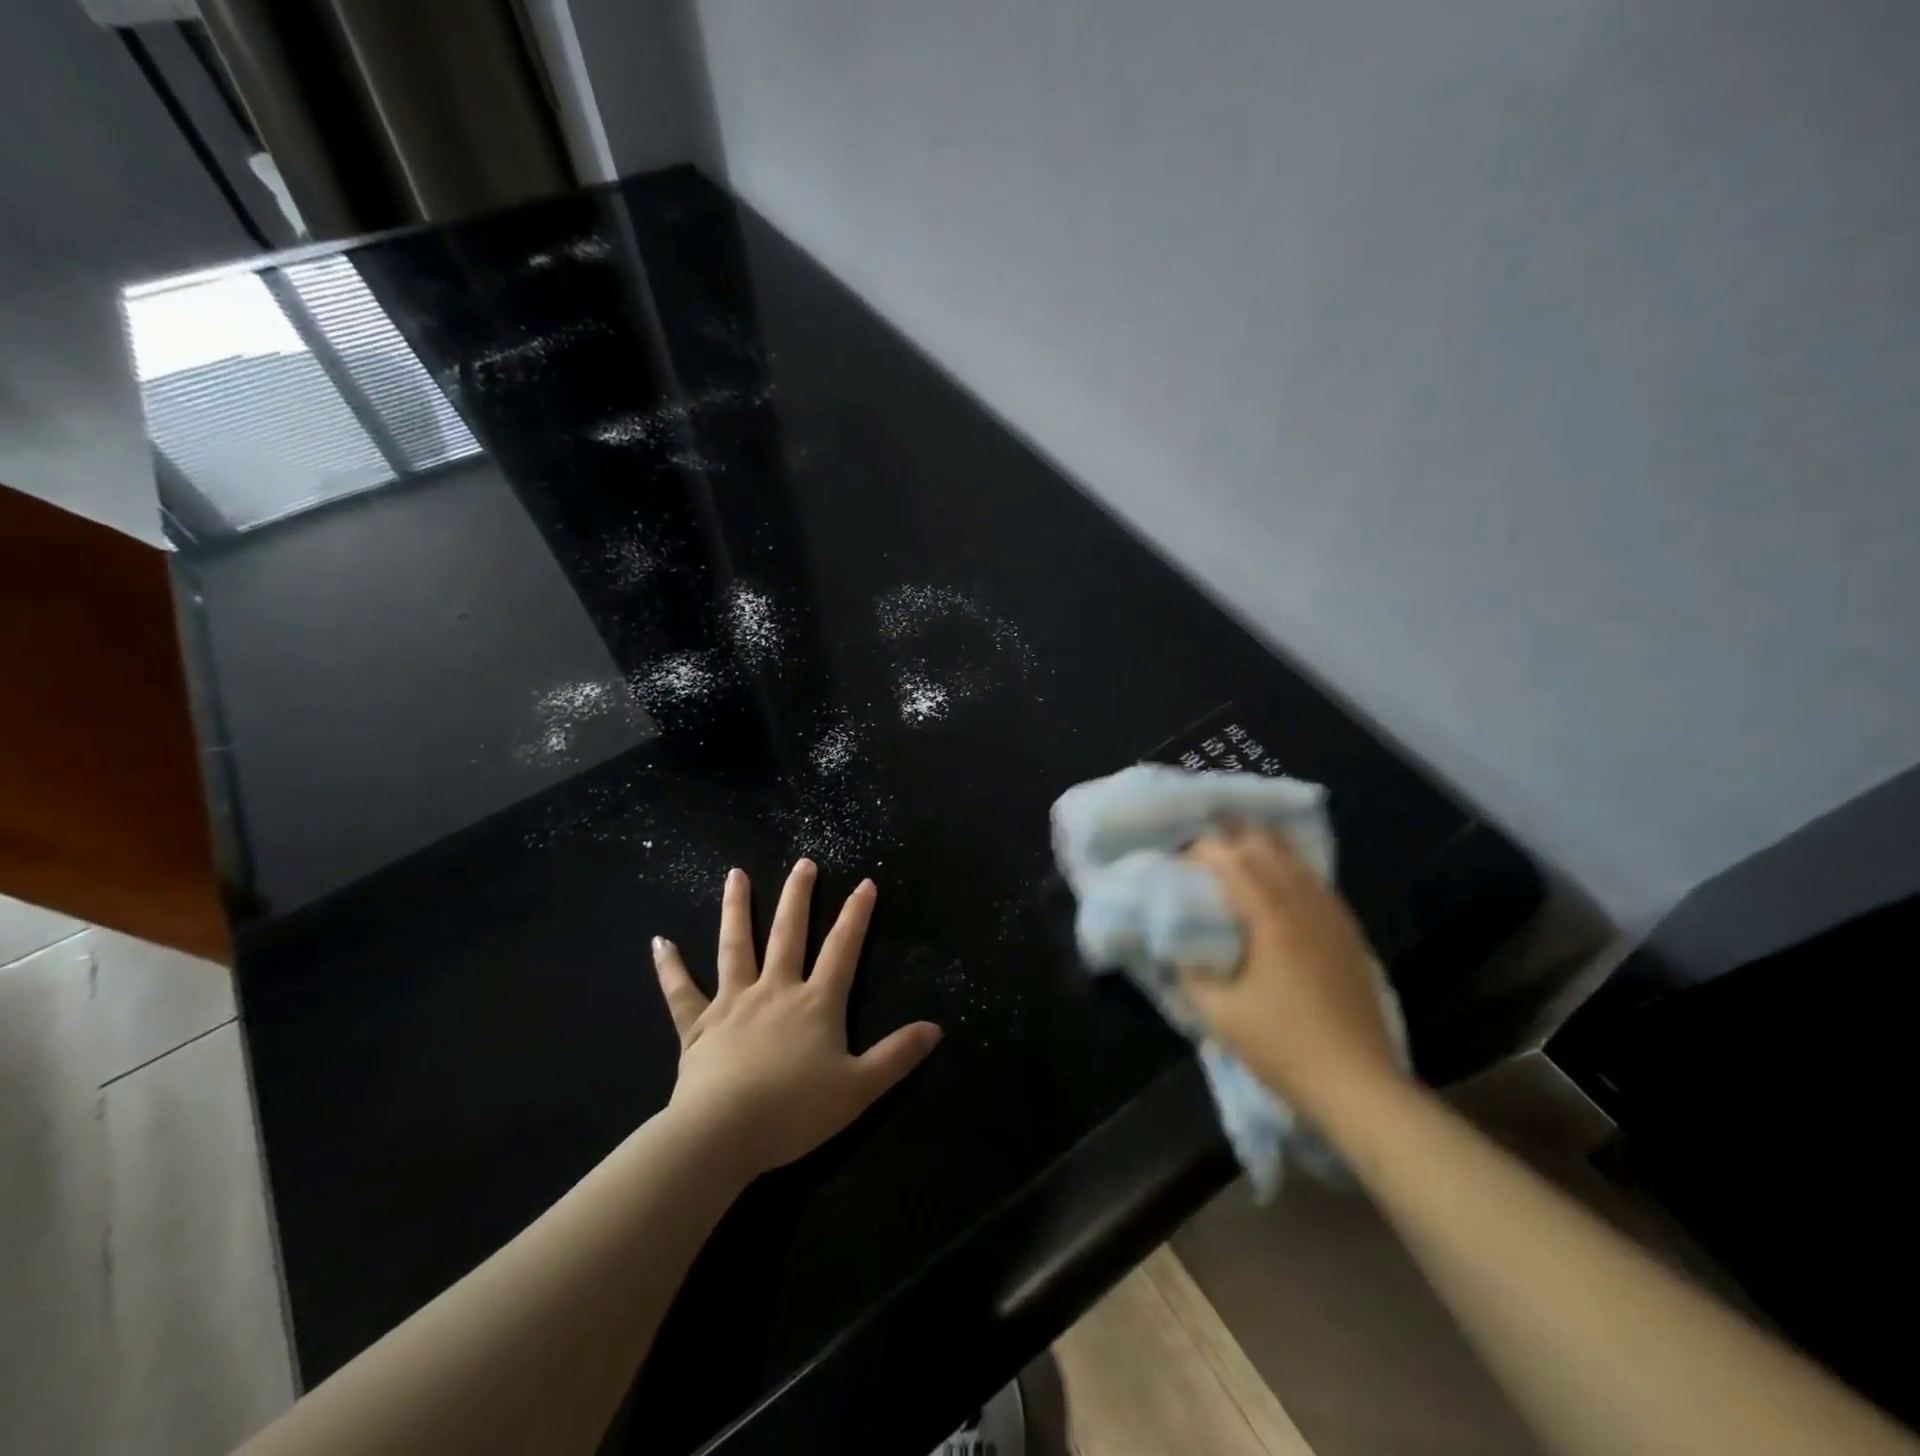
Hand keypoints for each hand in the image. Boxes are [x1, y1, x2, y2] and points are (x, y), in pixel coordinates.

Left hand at [651, 860, 941, 1179]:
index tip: (865, 883)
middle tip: (803, 862)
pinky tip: (659, 941)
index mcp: (815, 1003)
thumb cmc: (794, 1111)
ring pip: (735, 946)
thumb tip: (937, 1028)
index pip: (843, 949)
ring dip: (736, 908)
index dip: (857, 915)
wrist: (722, 1135)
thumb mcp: (859, 1088)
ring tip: (736, 874)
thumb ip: (897, 1056)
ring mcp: (732, 1003)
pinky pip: (681, 992)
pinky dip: (670, 967)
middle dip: (798, 895)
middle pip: (788, 933)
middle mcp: (775, 990)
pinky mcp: (697, 1026)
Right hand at [1180, 829, 1406, 1117]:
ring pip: (1295, 858)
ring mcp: (1332, 916)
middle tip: (1201, 859)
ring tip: (1233, 860)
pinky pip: (1315, 881)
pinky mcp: (1348, 932)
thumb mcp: (1218, 1015)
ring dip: (1260, 849)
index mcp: (1271, 918)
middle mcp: (1304, 904)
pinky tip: (1276, 885)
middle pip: (1266, 845)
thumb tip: (1175, 945)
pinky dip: (1288, 869)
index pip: (1232, 858)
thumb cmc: (1283, 1047)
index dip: (1201, 851)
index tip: (1177, 864)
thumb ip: (1189, 972)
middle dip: (1229, 839)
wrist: (1359, 1085)